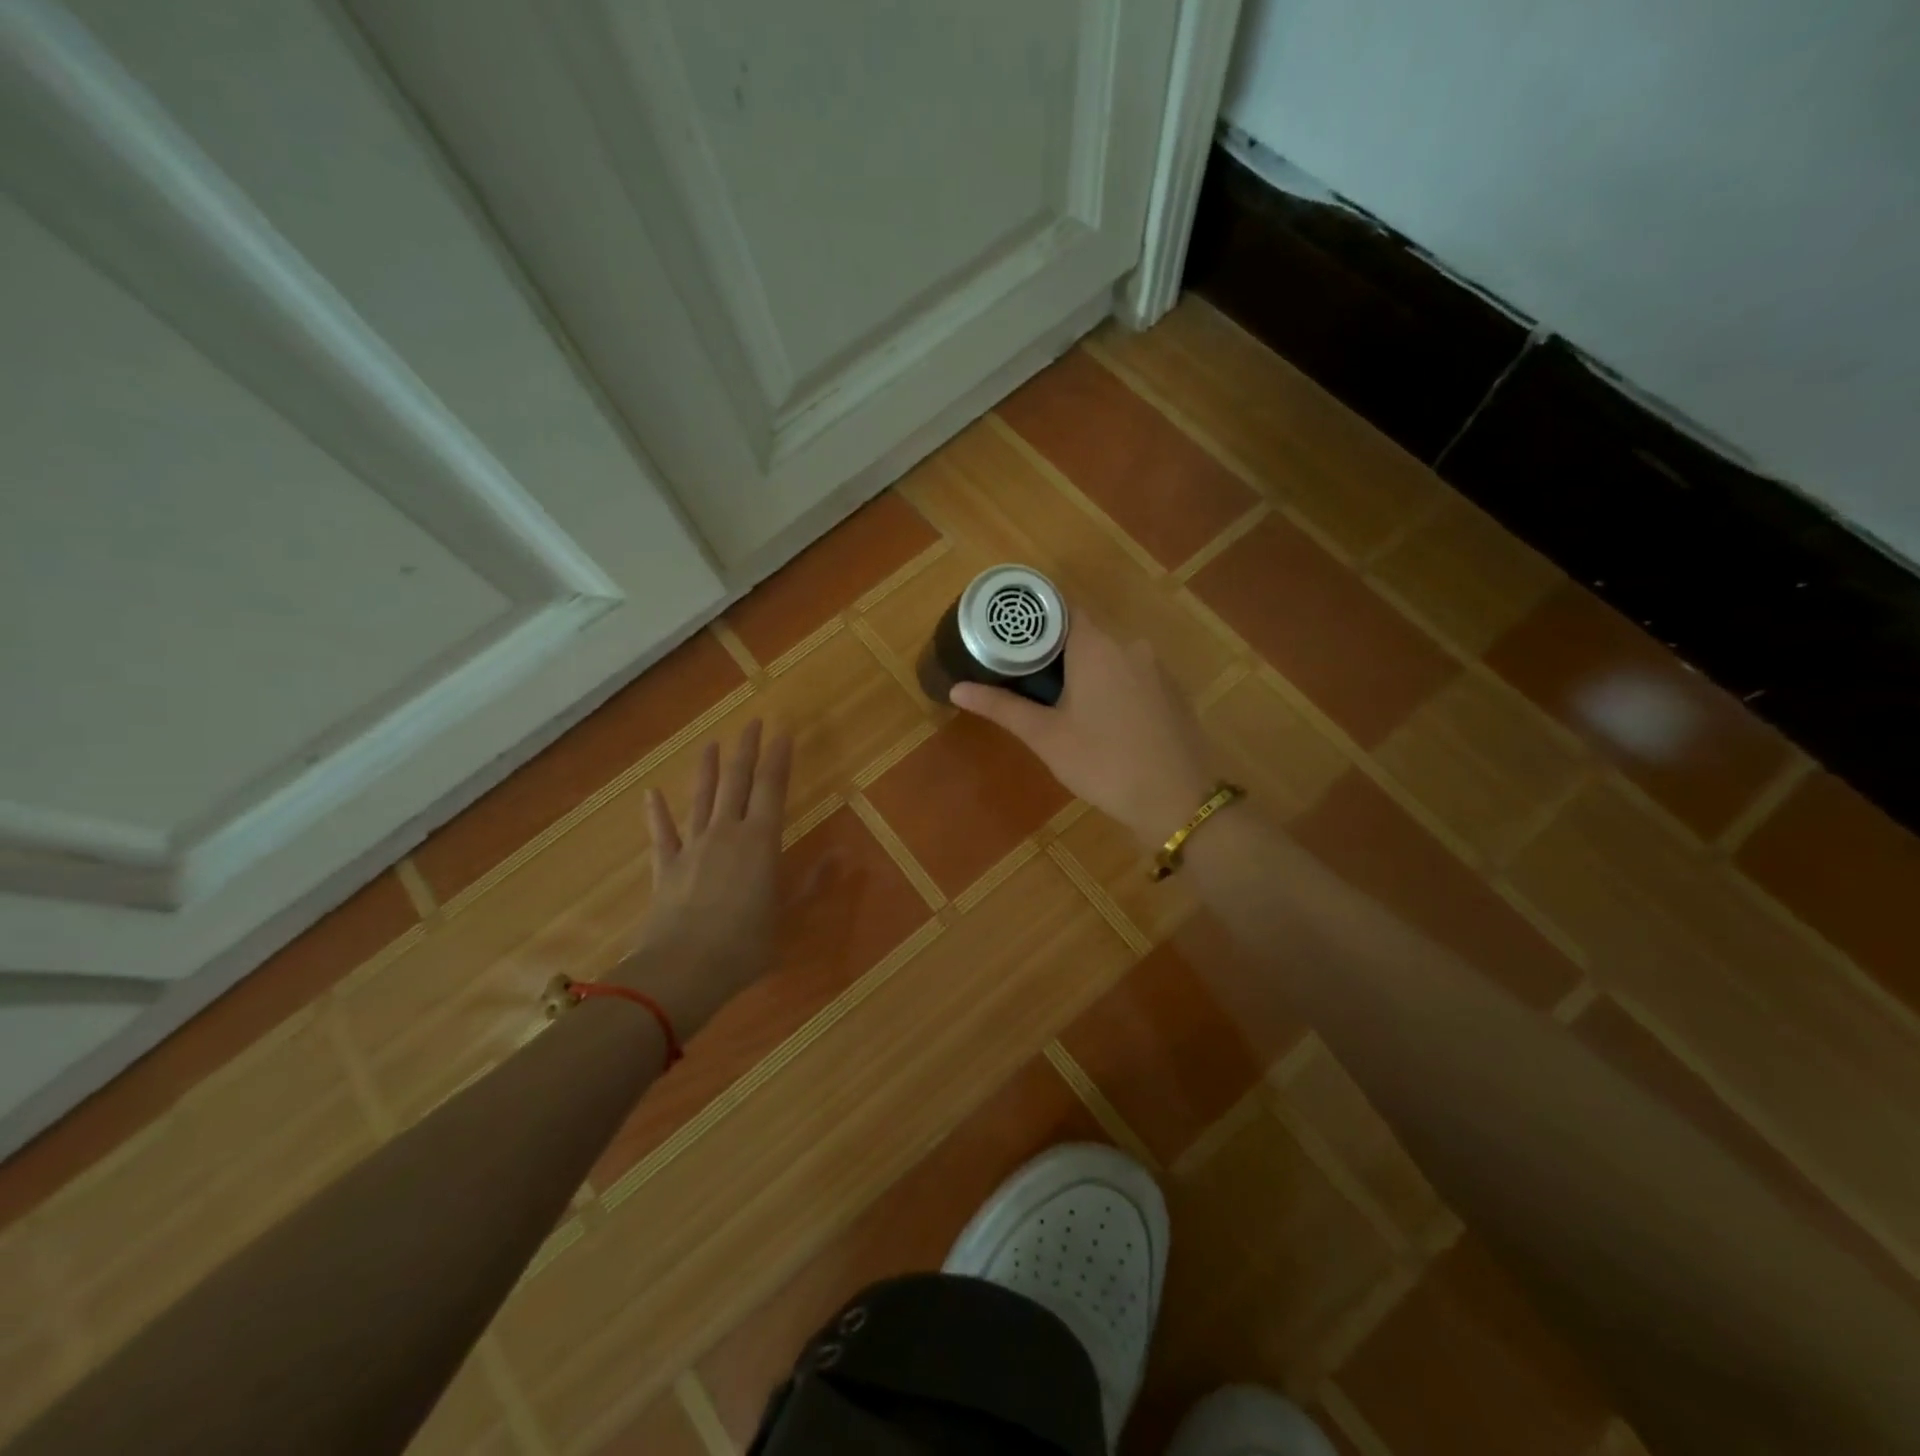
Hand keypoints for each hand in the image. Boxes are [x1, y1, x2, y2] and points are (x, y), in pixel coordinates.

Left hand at [615, 720, 792, 1037]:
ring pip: (701, 798)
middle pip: (736, 781)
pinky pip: (661, 834)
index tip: (782, 730)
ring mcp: (692, 847)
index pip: (772, 787)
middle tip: (751, 723)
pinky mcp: (666, 867)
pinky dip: (656, 813)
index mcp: (760, 841)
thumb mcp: (787, 916)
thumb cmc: (745, 946)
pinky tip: (651, 794)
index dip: (778, 757)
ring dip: (707, 770)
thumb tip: (842, 854)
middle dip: (745, 750)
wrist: (682, 971)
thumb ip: (811, 882)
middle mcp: (726, 833)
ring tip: (710, 744)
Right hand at [950, 618, 1215, 846]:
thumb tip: (956, 688)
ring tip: (1058, 699)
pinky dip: (1112, 685)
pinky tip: (1101, 718)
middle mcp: (1130, 645)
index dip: (1034, 619)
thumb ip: (1002, 707)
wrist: (1177, 799)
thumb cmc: (1103, 763)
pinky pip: (1133, 675)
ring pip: (1111, 656)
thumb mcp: (1046, 737)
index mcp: (1096, 646)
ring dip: (1085, 670)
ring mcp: (1156, 668)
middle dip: (1056, 650)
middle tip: (1025, 675)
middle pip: (1085, 633)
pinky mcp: (1172, 692)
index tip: (1010, 636)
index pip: (1061, 609)